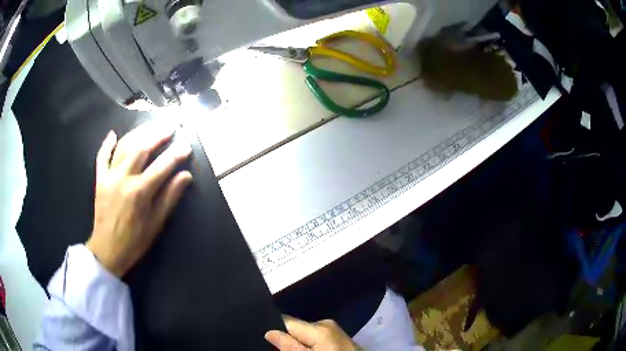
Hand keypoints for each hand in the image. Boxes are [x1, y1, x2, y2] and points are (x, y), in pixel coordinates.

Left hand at [86, 122, 192, 276]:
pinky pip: (102, 157)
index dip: (176, 154)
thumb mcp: (156, 224)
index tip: (187, 145)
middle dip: (158, 135)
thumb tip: (185, 176)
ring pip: (124, 146)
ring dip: (138, 133)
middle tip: (170, 127)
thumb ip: (169, 197)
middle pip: (142, 148)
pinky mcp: (100, 180)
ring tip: (150, 126)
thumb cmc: (135, 241)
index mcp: (140, 191)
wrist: (107, 250)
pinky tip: (113, 134)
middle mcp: (124, 178)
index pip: (162, 166)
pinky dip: (107, 144)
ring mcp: (109, 176)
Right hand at [265, 316, 357, 350]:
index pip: (286, 321)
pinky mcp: (339, 338)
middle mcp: (326, 324)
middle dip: (289, 340)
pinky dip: (312, 346)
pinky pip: (318, 338)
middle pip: (296, 328)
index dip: (276, 331)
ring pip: (306, 334)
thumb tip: (270, 332)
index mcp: (319, 327)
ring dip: (300, 344)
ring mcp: (334, 330)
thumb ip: (289, 346)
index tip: (271, 343)